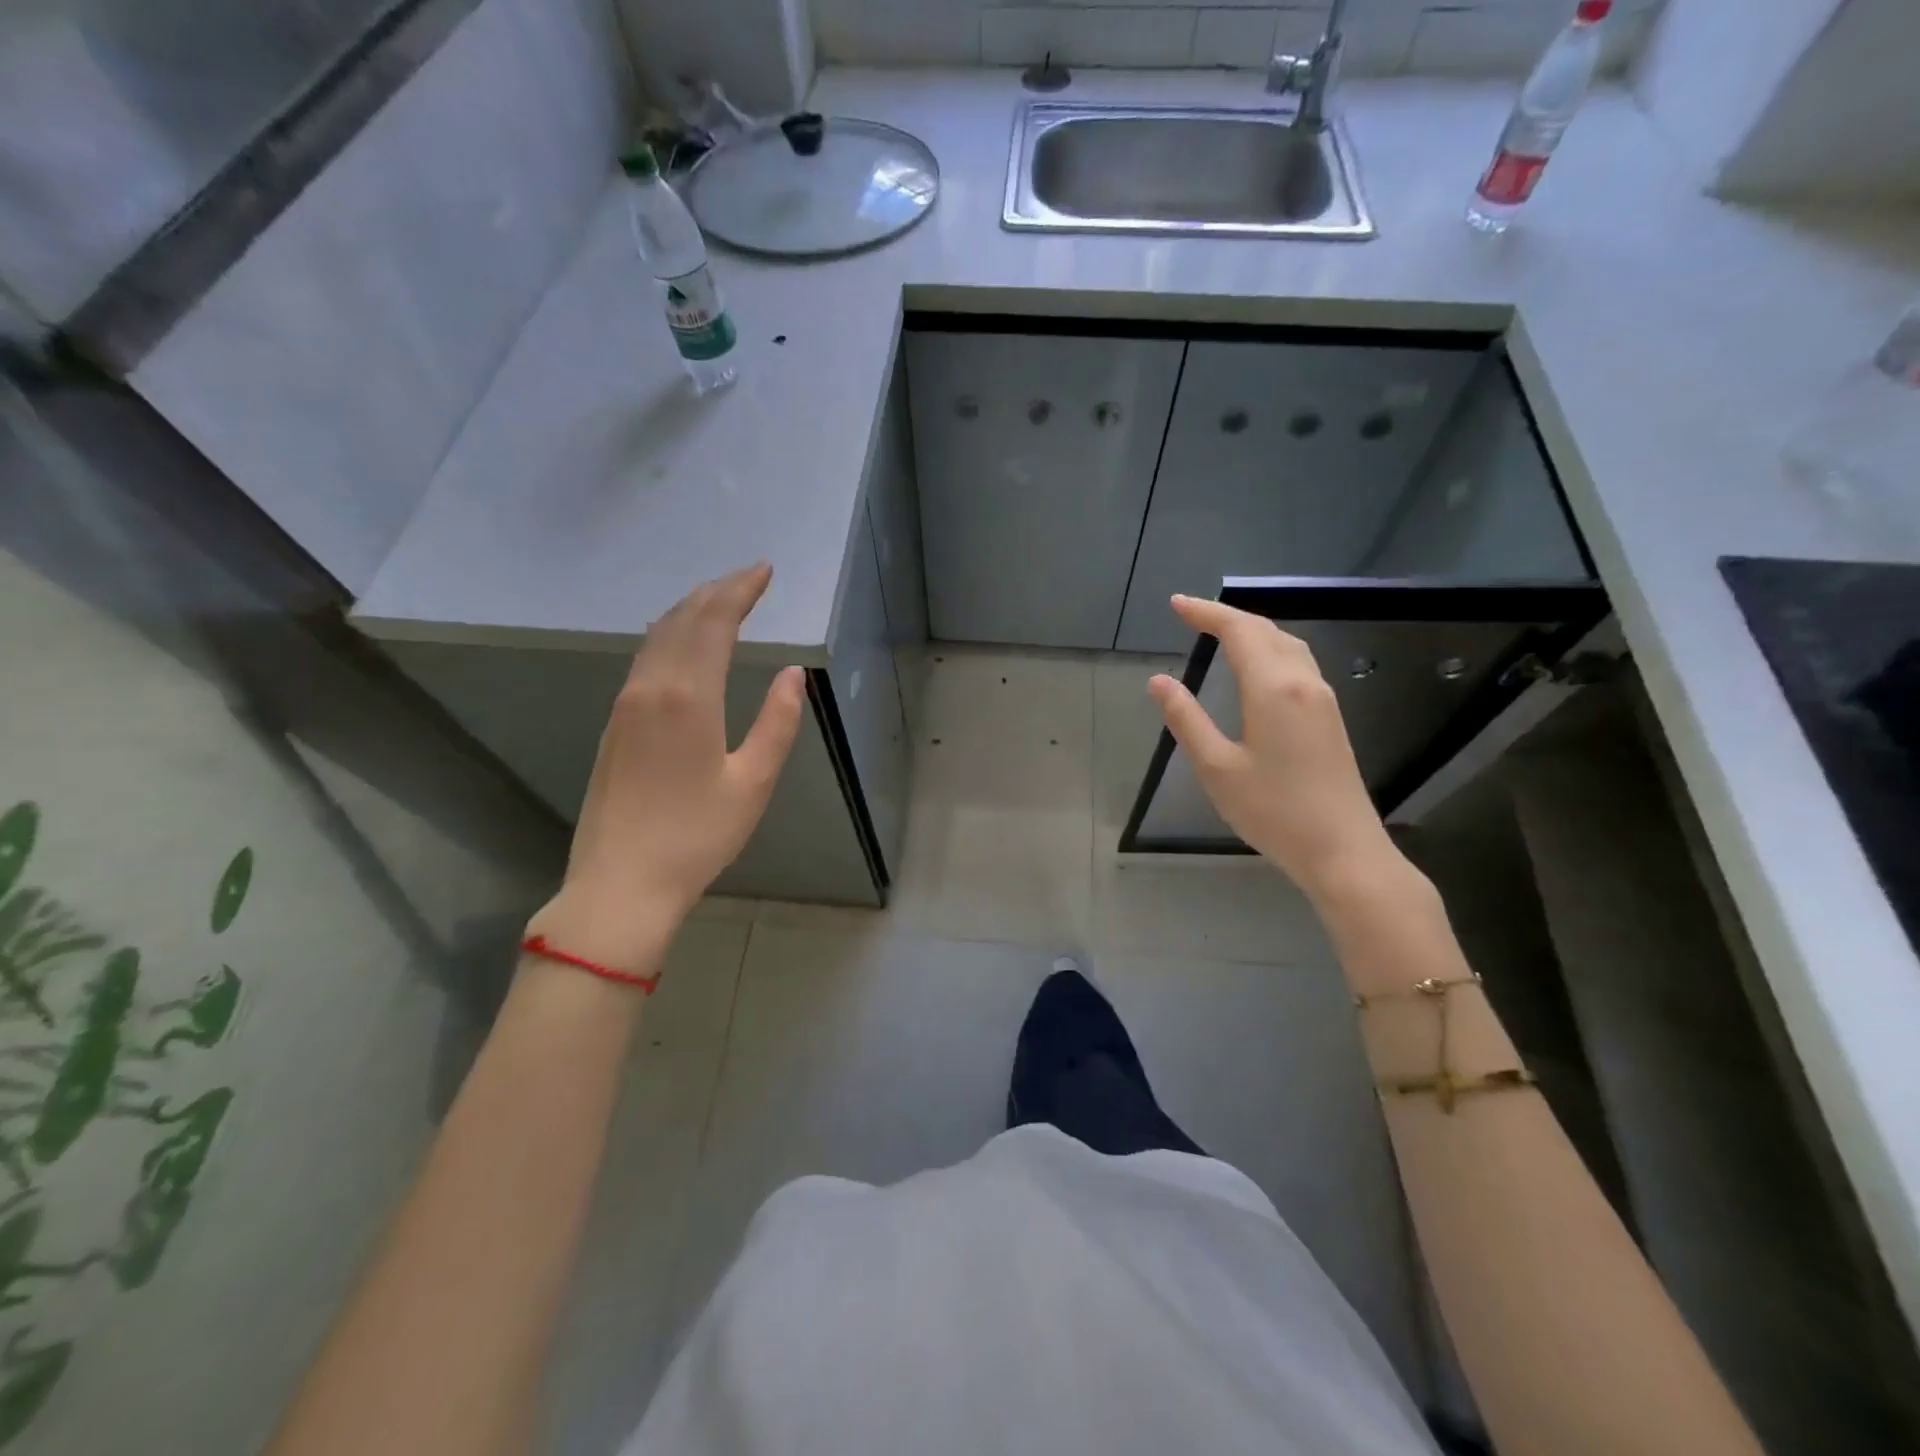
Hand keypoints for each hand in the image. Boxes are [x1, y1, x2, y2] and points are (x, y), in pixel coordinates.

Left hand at [525, 564, 803, 970]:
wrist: (620, 884)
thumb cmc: (697, 837)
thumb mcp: (753, 783)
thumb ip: (778, 723)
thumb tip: (793, 675)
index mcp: (688, 697)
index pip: (714, 622)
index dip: (740, 590)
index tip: (765, 570)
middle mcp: (650, 688)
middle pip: (682, 620)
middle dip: (716, 591)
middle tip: (748, 576)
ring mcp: (625, 705)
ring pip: (658, 637)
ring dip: (691, 610)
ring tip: (721, 600)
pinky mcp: (614, 724)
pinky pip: (645, 659)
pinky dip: (671, 636)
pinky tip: (684, 643)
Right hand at [1148, 594, 1401, 901]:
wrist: (1343, 850)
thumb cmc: (1273, 811)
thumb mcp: (1217, 767)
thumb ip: (1186, 719)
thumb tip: (1159, 681)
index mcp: (1273, 688)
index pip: (1239, 632)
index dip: (1206, 613)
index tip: (1176, 604)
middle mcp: (1303, 683)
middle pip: (1266, 631)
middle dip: (1227, 616)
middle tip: (1191, 614)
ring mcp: (1322, 699)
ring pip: (1288, 645)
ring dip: (1253, 631)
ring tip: (1220, 633)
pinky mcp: (1330, 718)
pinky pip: (1298, 664)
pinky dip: (1270, 650)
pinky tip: (1257, 666)